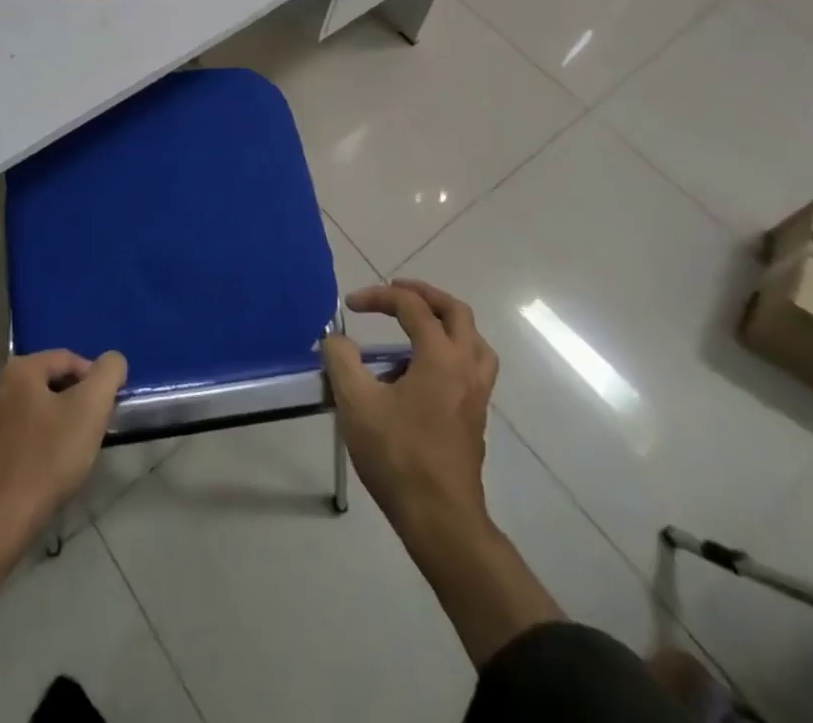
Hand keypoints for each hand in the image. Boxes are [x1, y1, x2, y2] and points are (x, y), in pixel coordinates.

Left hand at [0, 349, 127, 560]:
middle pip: (49, 384)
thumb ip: (108, 373)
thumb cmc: (46, 460)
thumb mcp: (90, 409)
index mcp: (19, 369)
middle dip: (75, 403)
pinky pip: (15, 437)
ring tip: (70, 455)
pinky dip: (34, 446)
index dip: (95, 380)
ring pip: (32, 411)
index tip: (107, 410)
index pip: (68, 358)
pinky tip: (44, 473)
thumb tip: (112, 361)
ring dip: (55, 425)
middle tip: (92, 432)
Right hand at [322, 279, 497, 535]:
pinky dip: (448, 351)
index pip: (412, 306)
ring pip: (473, 340)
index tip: (350, 306)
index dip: (379, 297)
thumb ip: (342, 361)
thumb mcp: (357, 403)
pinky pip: (470, 365)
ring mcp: (476, 393)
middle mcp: (466, 367)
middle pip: (456, 312)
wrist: (441, 520)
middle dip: (424, 295)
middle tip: (396, 291)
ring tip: (415, 326)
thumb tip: (336, 340)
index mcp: (440, 357)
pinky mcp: (475, 415)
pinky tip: (418, 372)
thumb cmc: (398, 456)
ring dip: (444, 323)